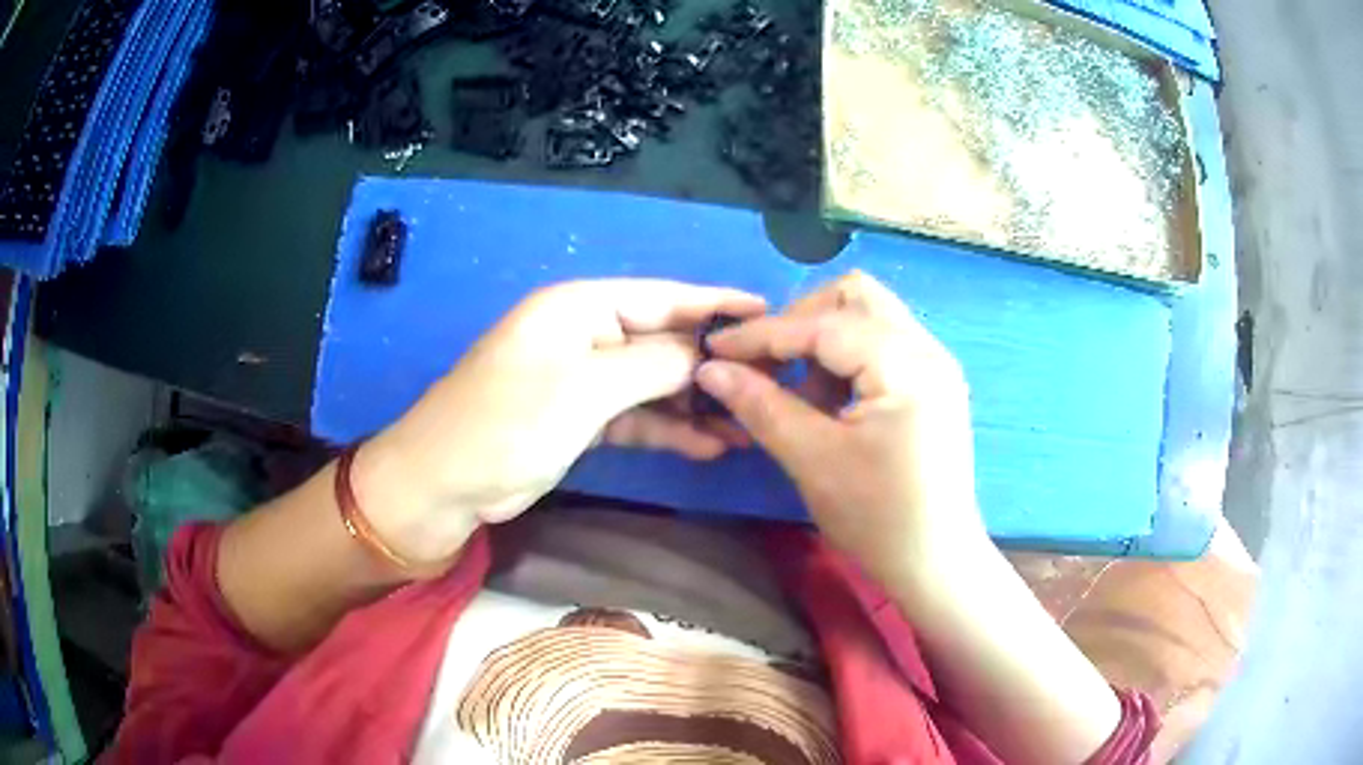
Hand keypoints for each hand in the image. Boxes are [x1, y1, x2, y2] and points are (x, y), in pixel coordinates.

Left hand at [354, 279, 765, 565]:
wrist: (444, 484)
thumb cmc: (508, 423)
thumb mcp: (585, 389)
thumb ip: (652, 365)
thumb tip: (705, 353)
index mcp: (580, 308)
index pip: (662, 298)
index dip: (715, 305)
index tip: (767, 314)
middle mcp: (585, 335)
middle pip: (662, 341)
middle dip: (711, 365)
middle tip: (767, 386)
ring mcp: (584, 379)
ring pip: (653, 384)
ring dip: (695, 404)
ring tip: (746, 426)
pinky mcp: (581, 418)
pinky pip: (636, 416)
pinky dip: (669, 430)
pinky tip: (708, 446)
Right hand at [695, 271, 988, 592]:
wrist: (934, 562)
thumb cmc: (877, 517)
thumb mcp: (813, 460)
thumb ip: (761, 405)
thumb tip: (710, 368)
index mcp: (906, 365)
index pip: (825, 324)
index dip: (764, 333)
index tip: (717, 348)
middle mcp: (928, 349)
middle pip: (855, 296)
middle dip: (801, 321)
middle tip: (768, 364)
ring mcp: (935, 364)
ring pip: (869, 316)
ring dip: (824, 341)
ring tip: (800, 394)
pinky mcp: (933, 384)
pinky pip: (883, 345)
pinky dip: (847, 359)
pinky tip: (829, 402)